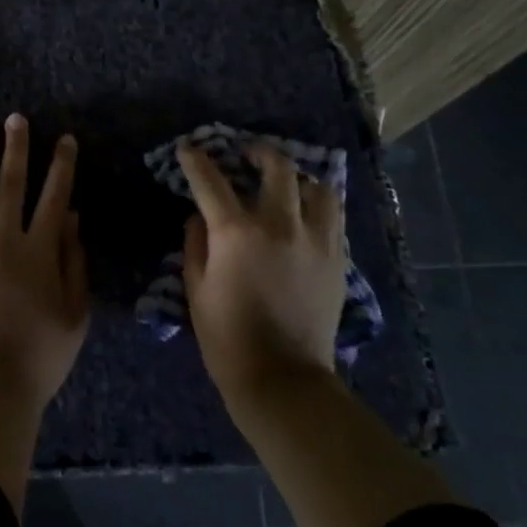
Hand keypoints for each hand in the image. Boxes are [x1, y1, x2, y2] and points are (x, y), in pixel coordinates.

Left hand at [0, 114, 89, 415]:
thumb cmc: (40, 355)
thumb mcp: (75, 313)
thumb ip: (73, 262)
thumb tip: (71, 217)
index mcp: (38, 251)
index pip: (53, 196)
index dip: (61, 166)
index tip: (64, 140)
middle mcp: (1, 240)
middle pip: (11, 185)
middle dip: (17, 149)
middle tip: (17, 120)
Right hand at [177, 140, 346, 405]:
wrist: (282, 377)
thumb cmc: (226, 335)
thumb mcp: (195, 288)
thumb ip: (195, 243)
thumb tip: (199, 216)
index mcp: (236, 231)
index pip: (211, 181)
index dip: (196, 161)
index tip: (189, 149)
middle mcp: (279, 224)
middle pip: (277, 168)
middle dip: (259, 153)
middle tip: (248, 154)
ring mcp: (315, 240)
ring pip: (318, 187)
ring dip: (299, 178)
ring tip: (289, 183)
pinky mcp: (337, 258)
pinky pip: (334, 217)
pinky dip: (319, 205)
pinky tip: (307, 214)